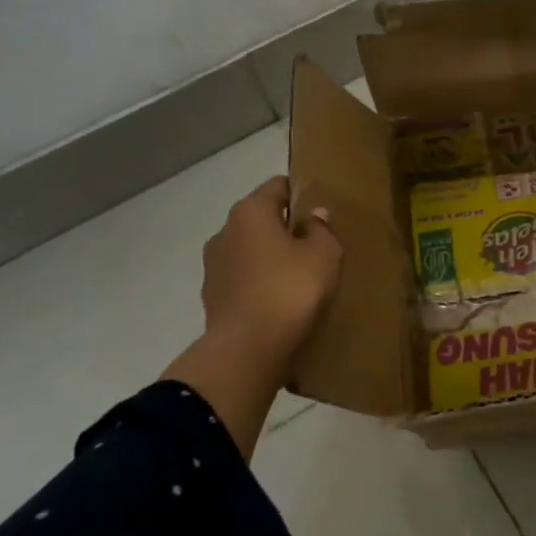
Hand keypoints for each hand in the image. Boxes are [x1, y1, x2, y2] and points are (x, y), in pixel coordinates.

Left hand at [196, 176, 342, 386]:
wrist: (247, 350)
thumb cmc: (290, 289)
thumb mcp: (324, 255)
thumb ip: (321, 229)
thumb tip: (313, 216)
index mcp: (250, 211)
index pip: (278, 186)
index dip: (302, 194)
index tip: (321, 213)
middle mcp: (224, 231)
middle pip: (261, 219)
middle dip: (285, 229)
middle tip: (315, 248)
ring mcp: (213, 266)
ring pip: (250, 251)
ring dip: (270, 259)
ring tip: (298, 279)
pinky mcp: (212, 298)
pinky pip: (243, 281)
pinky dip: (259, 285)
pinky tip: (280, 303)